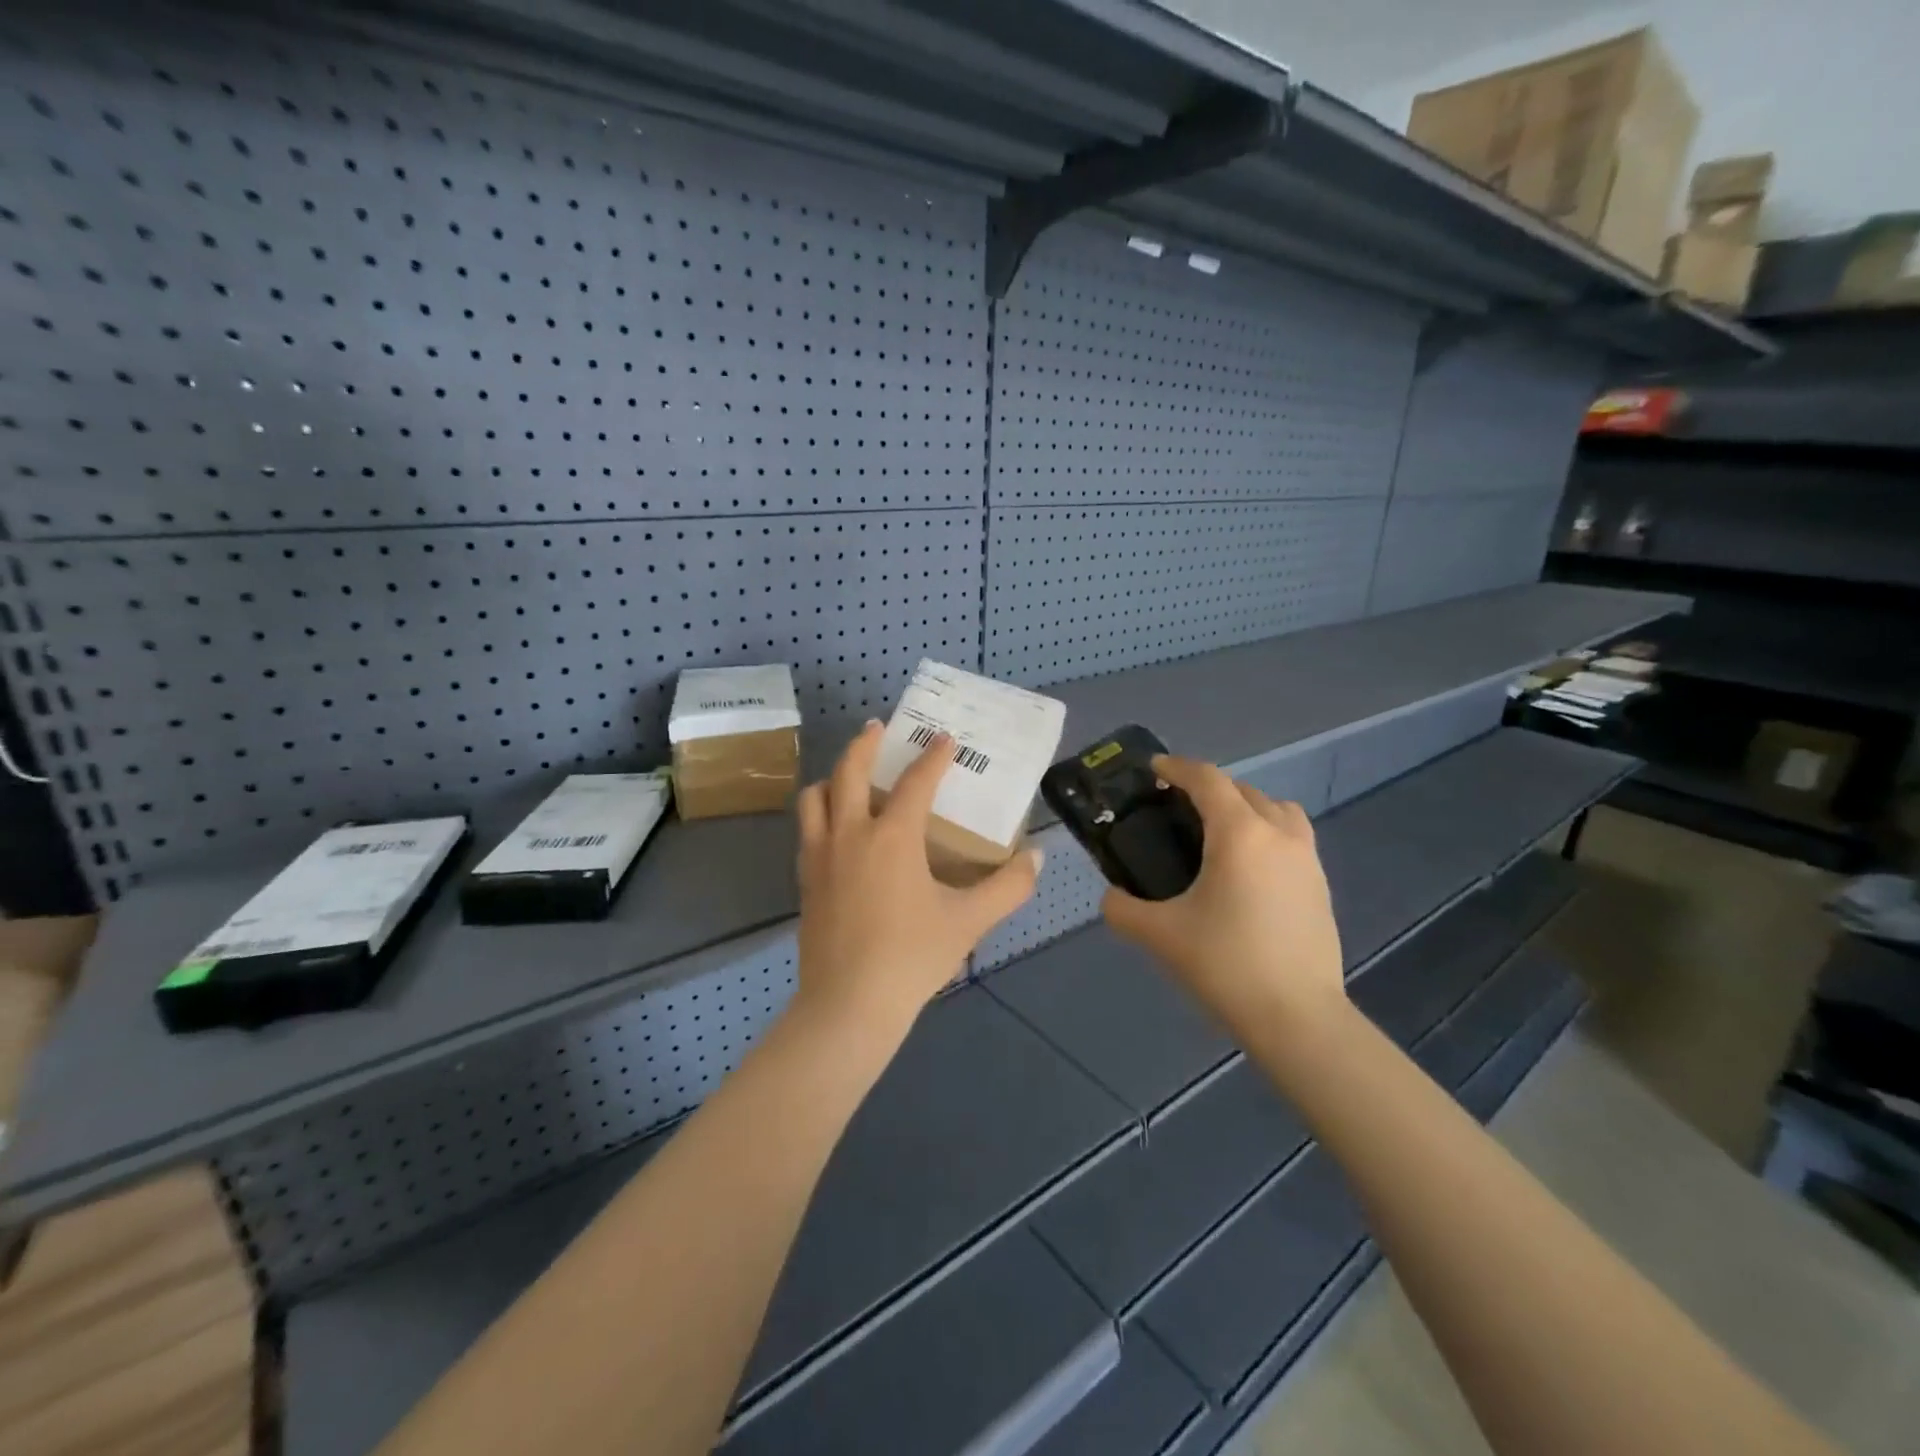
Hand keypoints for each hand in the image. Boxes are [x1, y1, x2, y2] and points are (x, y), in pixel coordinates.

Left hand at [791, 721, 1043, 1034]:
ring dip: (833, 777)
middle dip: (865, 744)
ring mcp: (820, 856)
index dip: (933, 758)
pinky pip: (807, 830)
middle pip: (848, 771)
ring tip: (849, 775)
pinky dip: (820, 814)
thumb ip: (1008, 887)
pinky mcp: (805, 880)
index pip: (915, 782)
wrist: (849, 1005)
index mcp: (892, 837)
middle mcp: (850, 834)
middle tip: (878, 728)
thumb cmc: (912, 957)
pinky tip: (836, 829)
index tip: (945, 739)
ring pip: (815, 798)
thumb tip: (1036, 858)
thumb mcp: (970, 921)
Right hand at [1103, 756, 1345, 1043]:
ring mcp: (1307, 859)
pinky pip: (1292, 838)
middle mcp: (1278, 834)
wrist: (1298, 1018)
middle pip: (1243, 789)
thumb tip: (1112, 898)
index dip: (1177, 768)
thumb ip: (1122, 909)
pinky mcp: (1321, 885)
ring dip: (1246, 806)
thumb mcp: (1159, 935)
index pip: (1207, 780)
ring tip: (1219, 833)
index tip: (1153, 769)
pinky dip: (1267, 833)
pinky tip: (1247, 870)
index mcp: (1239, 834)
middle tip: (1177, 807)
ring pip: (1276, 809)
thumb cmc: (1226, 964)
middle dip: (1208, 787)